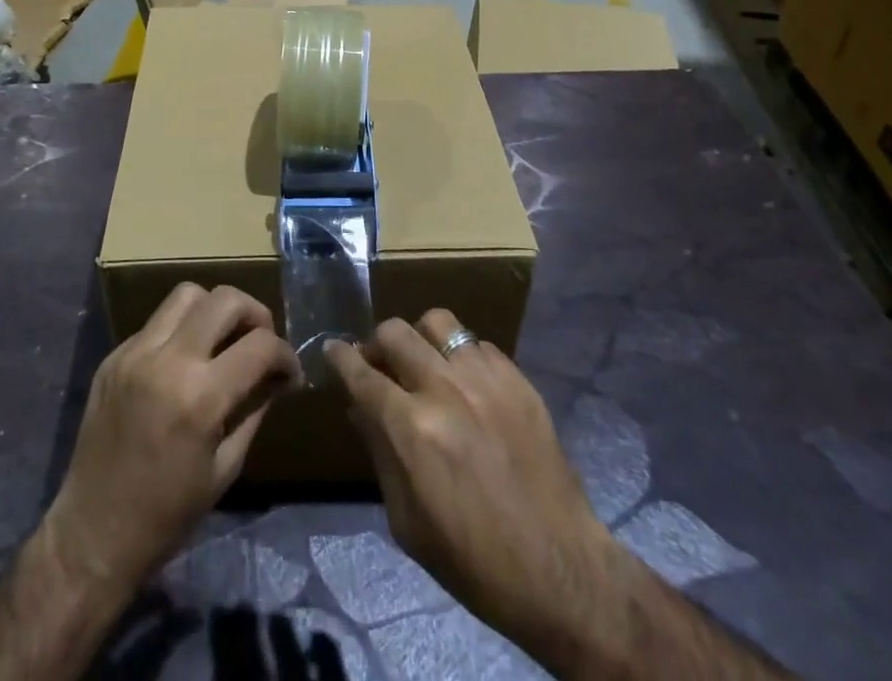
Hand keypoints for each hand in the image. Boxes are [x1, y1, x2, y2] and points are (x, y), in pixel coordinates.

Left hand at [46, 283, 302, 596]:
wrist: (93, 533)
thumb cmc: (167, 514)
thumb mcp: (226, 467)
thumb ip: (255, 409)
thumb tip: (279, 376)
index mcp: (200, 398)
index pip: (260, 345)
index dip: (286, 354)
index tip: (290, 371)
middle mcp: (168, 361)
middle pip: (225, 299)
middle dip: (256, 314)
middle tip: (261, 341)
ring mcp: (135, 353)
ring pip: (187, 295)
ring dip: (215, 309)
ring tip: (223, 339)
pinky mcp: (114, 356)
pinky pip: (157, 322)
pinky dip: (181, 330)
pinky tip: (184, 361)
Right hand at [326, 312, 619, 673]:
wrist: (558, 570)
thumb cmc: (472, 559)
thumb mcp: (407, 521)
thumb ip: (380, 452)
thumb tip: (359, 408)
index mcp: (411, 427)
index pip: (361, 373)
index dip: (340, 357)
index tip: (333, 349)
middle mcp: (444, 388)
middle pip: (394, 332)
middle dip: (377, 344)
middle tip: (380, 364)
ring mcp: (485, 378)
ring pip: (438, 322)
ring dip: (420, 338)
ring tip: (424, 362)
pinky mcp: (517, 379)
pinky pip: (477, 342)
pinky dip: (461, 355)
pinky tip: (466, 382)